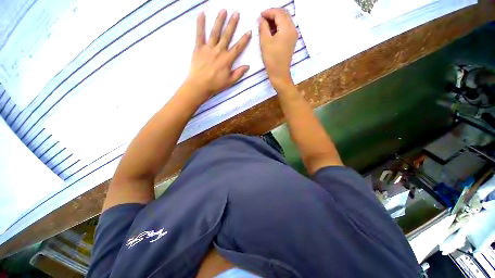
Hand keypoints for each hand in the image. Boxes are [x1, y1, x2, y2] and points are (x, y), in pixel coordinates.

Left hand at [185, 10, 251, 101]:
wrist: (199, 85)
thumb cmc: (216, 85)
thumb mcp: (230, 81)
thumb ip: (239, 73)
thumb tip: (247, 66)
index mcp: (227, 60)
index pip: (238, 48)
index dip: (244, 39)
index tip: (249, 31)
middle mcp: (219, 51)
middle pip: (227, 35)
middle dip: (232, 24)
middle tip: (236, 13)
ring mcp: (208, 48)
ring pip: (215, 32)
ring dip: (220, 20)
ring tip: (223, 10)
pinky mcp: (198, 48)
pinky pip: (199, 34)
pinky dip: (200, 24)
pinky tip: (202, 14)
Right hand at [259, 8, 297, 86]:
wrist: (279, 73)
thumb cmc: (271, 59)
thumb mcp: (265, 41)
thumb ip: (263, 27)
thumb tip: (261, 19)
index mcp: (287, 28)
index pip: (278, 13)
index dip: (268, 12)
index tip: (259, 16)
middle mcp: (293, 29)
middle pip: (284, 14)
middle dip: (272, 14)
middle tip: (262, 20)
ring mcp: (293, 35)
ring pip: (285, 20)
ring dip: (276, 20)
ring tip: (266, 26)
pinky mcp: (292, 41)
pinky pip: (286, 28)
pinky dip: (279, 26)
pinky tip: (272, 32)